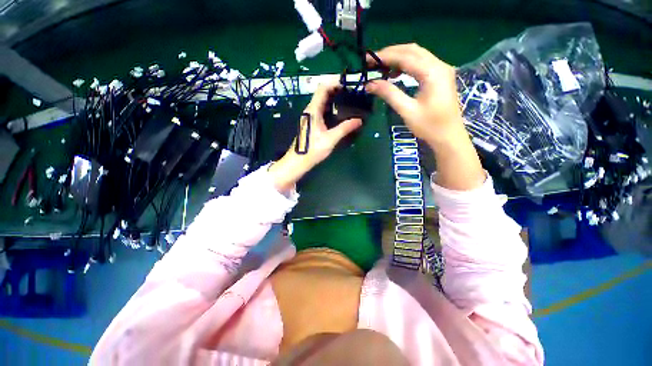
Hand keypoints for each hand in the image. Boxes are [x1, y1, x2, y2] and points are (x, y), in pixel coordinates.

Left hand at [269, 82, 362, 192]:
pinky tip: (342, 113)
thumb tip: (359, 120)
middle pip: (324, 93)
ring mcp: (311, 116)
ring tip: (350, 100)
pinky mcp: (313, 123)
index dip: (335, 82)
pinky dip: (333, 108)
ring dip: (336, 99)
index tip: (349, 83)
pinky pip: (323, 110)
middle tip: (353, 92)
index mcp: (313, 110)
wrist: (299, 161)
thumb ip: (345, 128)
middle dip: (338, 90)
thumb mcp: (330, 139)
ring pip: (324, 102)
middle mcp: (311, 110)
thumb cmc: (313, 150)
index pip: (323, 88)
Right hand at [366, 43, 485, 190]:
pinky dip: (406, 65)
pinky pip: (421, 63)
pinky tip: (396, 73)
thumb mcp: (407, 111)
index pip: (405, 56)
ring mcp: (442, 70)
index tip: (367, 60)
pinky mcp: (440, 76)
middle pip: (412, 50)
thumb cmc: (429, 126)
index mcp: (432, 72)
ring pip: (417, 55)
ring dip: (398, 58)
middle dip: (391, 53)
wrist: (449, 137)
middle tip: (372, 62)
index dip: (385, 56)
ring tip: (381, 67)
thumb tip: (370, 84)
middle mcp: (439, 65)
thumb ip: (389, 94)